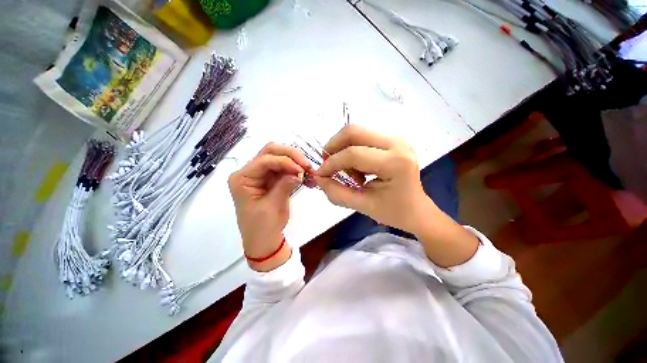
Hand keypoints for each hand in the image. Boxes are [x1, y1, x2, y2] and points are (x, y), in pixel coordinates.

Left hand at [228, 143, 310, 270]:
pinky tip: (307, 176)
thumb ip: (284, 186)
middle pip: (271, 152)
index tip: (301, 169)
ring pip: (281, 158)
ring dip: (296, 162)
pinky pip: (287, 169)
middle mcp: (251, 172)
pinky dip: (298, 170)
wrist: (264, 240)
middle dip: (291, 156)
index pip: (264, 160)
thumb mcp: (272, 206)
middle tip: (307, 165)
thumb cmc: (261, 227)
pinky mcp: (273, 179)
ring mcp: (263, 175)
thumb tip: (299, 172)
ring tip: (309, 170)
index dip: (284, 161)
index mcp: (243, 178)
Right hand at [314, 125, 432, 234]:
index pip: (353, 154)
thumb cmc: (394, 212)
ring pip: (358, 132)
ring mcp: (396, 139)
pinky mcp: (392, 140)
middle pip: (354, 132)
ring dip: (343, 149)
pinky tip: (357, 168)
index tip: (320, 174)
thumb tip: (318, 178)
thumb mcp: (362, 205)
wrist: (417, 210)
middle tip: (327, 163)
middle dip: (334, 146)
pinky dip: (352, 150)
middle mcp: (397, 143)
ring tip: (347, 171)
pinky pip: (364, 138)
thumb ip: (337, 193)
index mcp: (395, 162)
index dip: (332, 163)